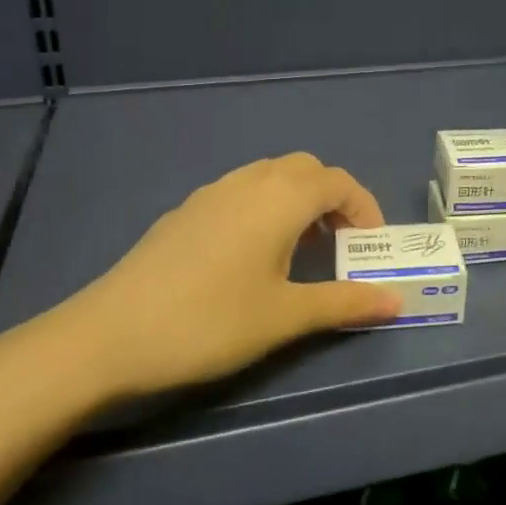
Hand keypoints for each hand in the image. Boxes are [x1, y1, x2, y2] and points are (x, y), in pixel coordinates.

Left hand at [14, 153, 400, 400]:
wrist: (109, 334)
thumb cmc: (210, 322)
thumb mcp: (285, 316)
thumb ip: (344, 302)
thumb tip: (396, 302)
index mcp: (280, 198)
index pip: (339, 182)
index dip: (365, 209)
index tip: (370, 248)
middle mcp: (248, 182)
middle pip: (306, 170)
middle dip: (333, 200)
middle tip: (338, 246)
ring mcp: (211, 193)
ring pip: (270, 176)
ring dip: (298, 201)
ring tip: (299, 251)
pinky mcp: (185, 211)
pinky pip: (241, 192)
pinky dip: (265, 208)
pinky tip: (250, 256)